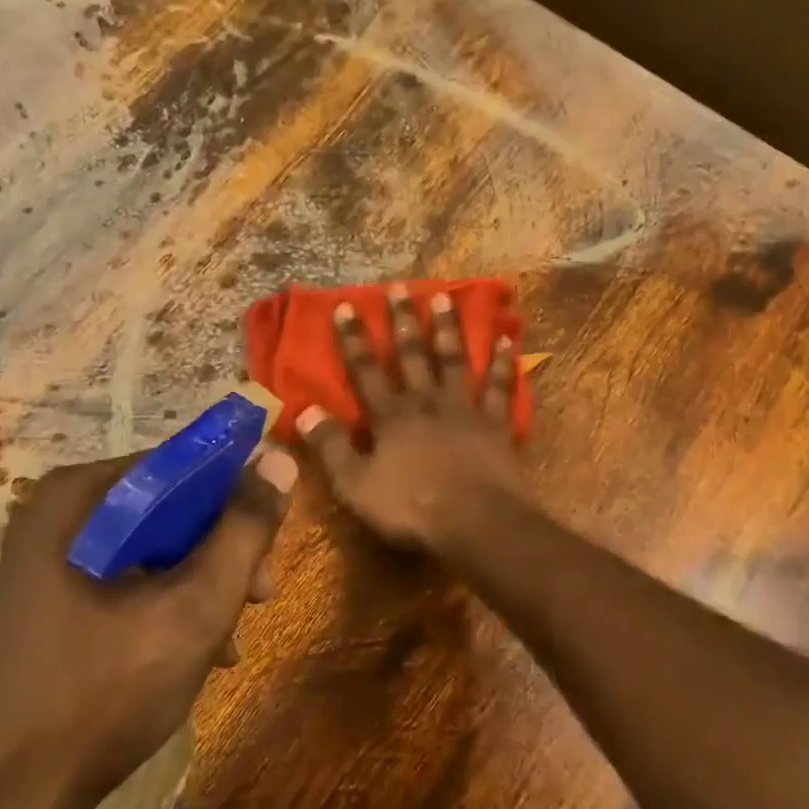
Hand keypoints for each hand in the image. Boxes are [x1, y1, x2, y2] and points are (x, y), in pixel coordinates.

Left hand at [0, 447, 298, 808]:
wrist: (9, 798)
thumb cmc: (107, 691)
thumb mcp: (196, 606)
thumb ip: (244, 529)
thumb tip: (279, 460)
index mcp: (78, 498)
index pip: (180, 466)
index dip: (236, 498)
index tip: (269, 543)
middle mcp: (55, 516)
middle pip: (166, 509)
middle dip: (221, 552)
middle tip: (259, 596)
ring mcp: (46, 560)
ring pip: (150, 548)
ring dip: (200, 584)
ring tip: (231, 638)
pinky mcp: (47, 601)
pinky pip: (124, 580)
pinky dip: (166, 605)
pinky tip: (197, 652)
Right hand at [296, 284, 527, 551]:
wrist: (475, 522)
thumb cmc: (411, 508)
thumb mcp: (355, 485)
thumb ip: (330, 447)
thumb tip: (302, 411)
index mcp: (390, 417)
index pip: (365, 371)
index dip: (353, 340)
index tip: (347, 306)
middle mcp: (426, 402)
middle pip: (413, 355)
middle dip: (403, 320)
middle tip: (400, 286)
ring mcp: (464, 410)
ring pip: (455, 361)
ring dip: (448, 329)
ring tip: (445, 297)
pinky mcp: (496, 425)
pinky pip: (500, 388)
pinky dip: (502, 364)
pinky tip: (505, 340)